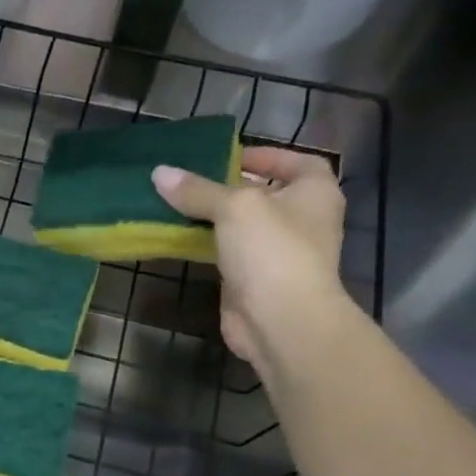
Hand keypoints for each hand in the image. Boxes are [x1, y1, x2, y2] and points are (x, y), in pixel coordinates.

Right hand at [151, 146, 348, 368]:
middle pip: (266, 194)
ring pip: (244, 227)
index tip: (231, 156)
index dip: (268, 155)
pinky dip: (209, 245)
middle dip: (232, 187)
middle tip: (193, 181)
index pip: (298, 162)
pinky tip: (181, 238)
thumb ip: (198, 190)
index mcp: (315, 193)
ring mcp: (279, 253)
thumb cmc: (272, 250)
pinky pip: (229, 253)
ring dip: (215, 218)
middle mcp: (303, 220)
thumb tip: (160, 172)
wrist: (280, 320)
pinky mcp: (255, 280)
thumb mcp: (234, 207)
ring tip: (178, 205)